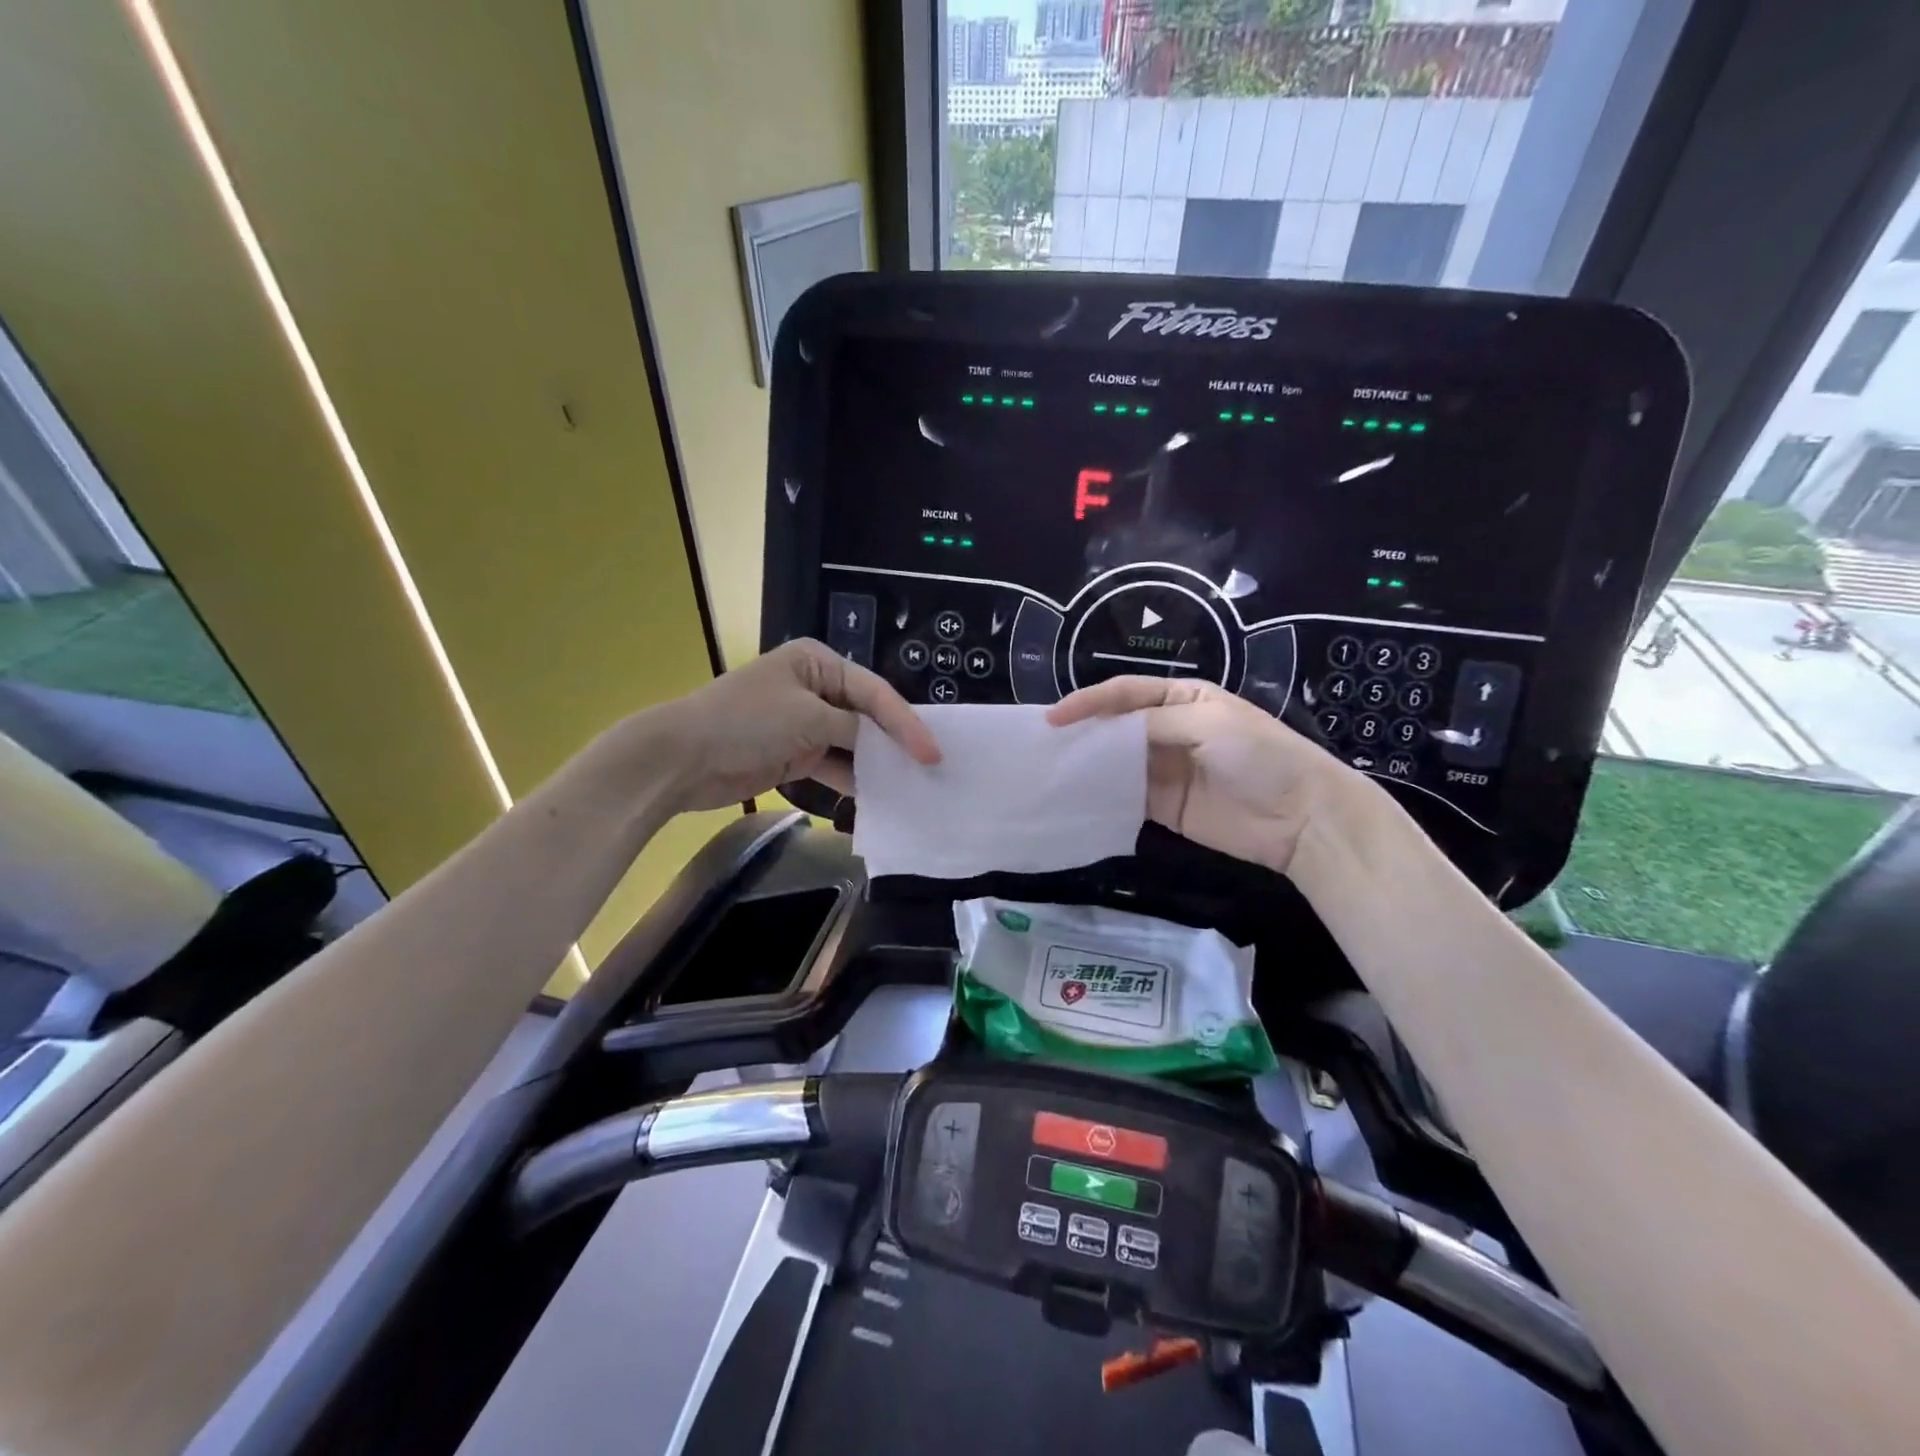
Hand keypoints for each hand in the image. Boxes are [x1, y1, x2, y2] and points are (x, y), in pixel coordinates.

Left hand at [649, 639, 939, 812]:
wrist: (682, 759)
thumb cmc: (746, 722)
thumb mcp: (808, 718)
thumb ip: (853, 730)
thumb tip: (882, 745)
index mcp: (817, 663)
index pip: (874, 692)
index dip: (905, 723)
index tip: (932, 753)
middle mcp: (814, 687)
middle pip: (866, 716)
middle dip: (895, 741)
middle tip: (931, 767)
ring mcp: (803, 722)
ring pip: (852, 743)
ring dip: (876, 763)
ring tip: (912, 784)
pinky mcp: (794, 753)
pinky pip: (834, 765)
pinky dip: (853, 779)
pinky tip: (879, 796)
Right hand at [1046, 676, 1342, 874]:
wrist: (1302, 817)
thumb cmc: (1260, 755)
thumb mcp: (1208, 723)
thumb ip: (1153, 723)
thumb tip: (1106, 732)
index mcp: (1181, 698)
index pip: (1124, 694)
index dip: (1088, 702)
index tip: (1053, 719)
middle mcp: (1168, 729)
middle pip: (1115, 727)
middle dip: (1082, 733)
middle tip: (1044, 746)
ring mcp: (1164, 770)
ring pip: (1115, 761)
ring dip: (1087, 765)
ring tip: (1051, 771)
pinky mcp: (1164, 806)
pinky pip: (1125, 796)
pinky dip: (1102, 795)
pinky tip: (1077, 797)